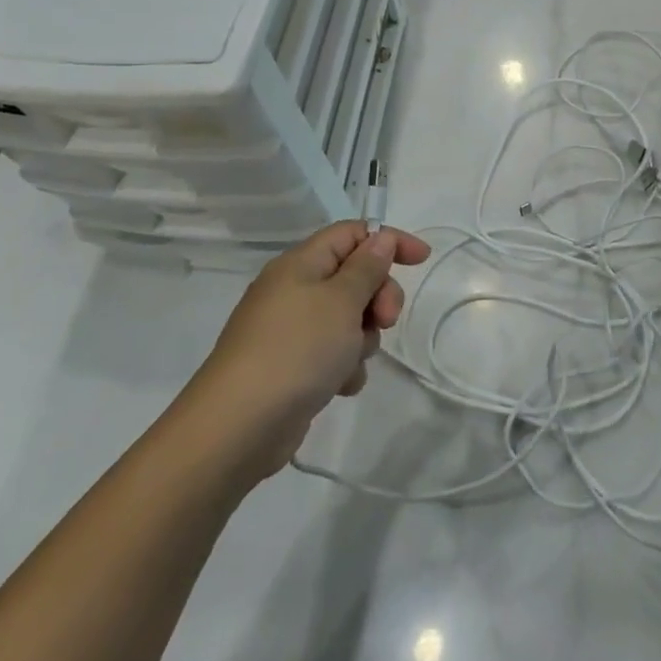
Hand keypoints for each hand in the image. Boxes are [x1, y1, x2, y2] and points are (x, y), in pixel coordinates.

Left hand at [191, 222, 432, 474]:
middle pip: (355, 277)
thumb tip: (380, 238)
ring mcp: (291, 330)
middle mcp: (294, 290)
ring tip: (350, 361)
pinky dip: (344, 366)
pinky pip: (333, 353)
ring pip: (349, 318)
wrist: (239, 426)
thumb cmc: (296, 349)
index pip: (352, 234)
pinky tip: (339, 385)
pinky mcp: (292, 366)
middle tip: (385, 320)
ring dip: (362, 338)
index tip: (422, 260)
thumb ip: (367, 267)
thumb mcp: (341, 300)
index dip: (389, 240)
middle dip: (379, 297)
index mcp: (301, 264)